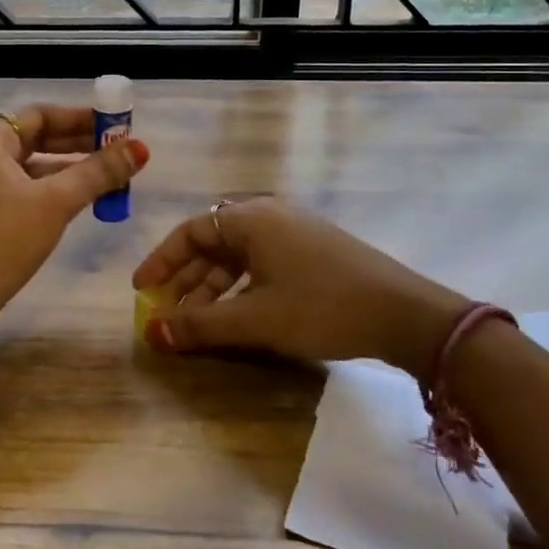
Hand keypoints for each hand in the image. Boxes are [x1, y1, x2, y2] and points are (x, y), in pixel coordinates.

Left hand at [0, 104, 147, 341]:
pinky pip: (26, 192)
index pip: (39, 114)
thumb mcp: (55, 203)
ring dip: (70, 171)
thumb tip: (140, 148)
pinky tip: (82, 204)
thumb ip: (98, 173)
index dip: (78, 117)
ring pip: (33, 169)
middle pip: (36, 139)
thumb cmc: (1, 241)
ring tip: (110, 178)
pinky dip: (54, 193)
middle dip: (79, 144)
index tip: (114, 125)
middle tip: (119, 152)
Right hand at [131, 198, 470, 374]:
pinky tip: (238, 315)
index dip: (162, 261)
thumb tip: (152, 333)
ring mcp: (295, 231)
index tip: (143, 290)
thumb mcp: (255, 319)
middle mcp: (270, 215)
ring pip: (239, 256)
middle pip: (213, 242)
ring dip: (214, 287)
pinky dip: (242, 287)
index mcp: (251, 219)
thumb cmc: (321, 307)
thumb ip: (200, 325)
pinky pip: (263, 263)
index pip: (191, 231)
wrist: (405, 315)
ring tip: (198, 323)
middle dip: (186, 278)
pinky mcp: (314, 250)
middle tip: (166, 311)